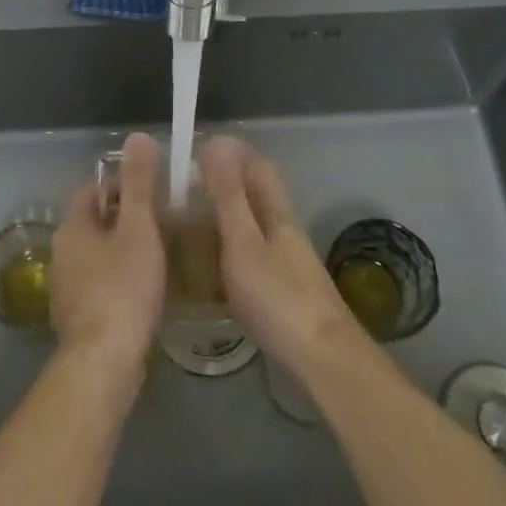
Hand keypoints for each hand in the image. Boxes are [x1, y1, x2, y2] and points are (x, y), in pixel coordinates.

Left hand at [49, 133, 166, 381]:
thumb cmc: (123, 288)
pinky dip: (121, 277)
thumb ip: (139, 184)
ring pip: (98, 254)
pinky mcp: (79, 317)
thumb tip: (136, 136)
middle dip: (126, 216)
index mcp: (72, 227)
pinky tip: (146, 288)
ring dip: (124, 248)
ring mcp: (67, 288)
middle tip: (163, 218)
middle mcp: (62, 253)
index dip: (122, 183)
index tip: (153, 188)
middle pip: (95, 222)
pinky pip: (101, 283)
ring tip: (160, 251)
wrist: (104, 363)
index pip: (93, 189)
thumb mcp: (139, 229)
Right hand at [200, 136, 368, 379]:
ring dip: (225, 219)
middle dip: (223, 185)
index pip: (257, 166)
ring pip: (252, 227)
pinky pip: (251, 258)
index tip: (196, 149)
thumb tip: (217, 143)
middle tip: (181, 191)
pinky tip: (208, 271)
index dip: (231, 152)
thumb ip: (229, 197)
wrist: (324, 363)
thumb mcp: (244, 243)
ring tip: (187, 225)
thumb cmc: (279, 299)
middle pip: (256, 195)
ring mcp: (287, 264)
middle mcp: (284, 232)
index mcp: (277, 213)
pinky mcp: (284, 294)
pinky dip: (228, 253)